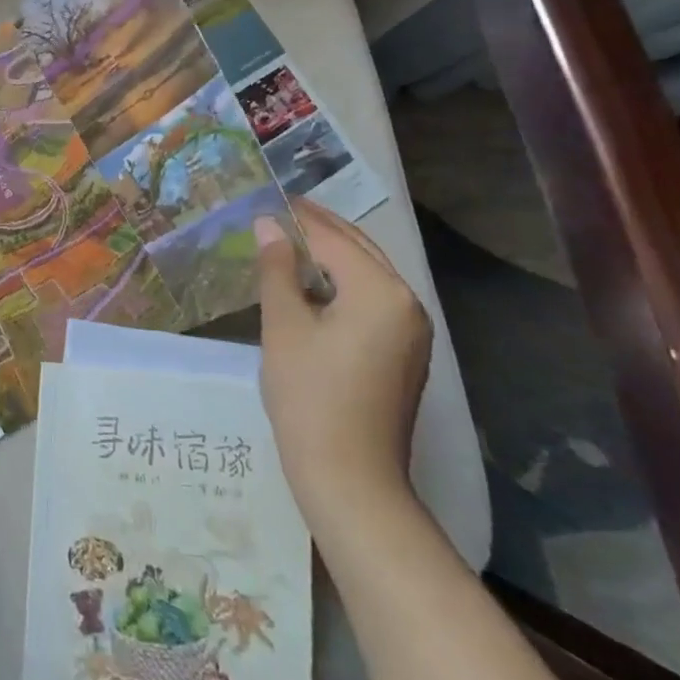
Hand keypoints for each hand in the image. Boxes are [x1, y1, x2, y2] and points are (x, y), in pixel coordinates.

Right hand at [255, 200, 429, 526]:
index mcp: (382, 292)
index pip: (334, 238)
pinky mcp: (403, 355)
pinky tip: (311, 287)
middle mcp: (407, 304)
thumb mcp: (284, 326)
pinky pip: (372, 302)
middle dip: (319, 230)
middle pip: (359, 251)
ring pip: (367, 276)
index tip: (268, 199)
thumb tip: (269, 225)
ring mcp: (411, 332)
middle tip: (278, 213)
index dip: (298, 217)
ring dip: (331, 257)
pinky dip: (342, 285)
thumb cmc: (310, 397)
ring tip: (287, 244)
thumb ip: (277, 269)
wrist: (351, 480)